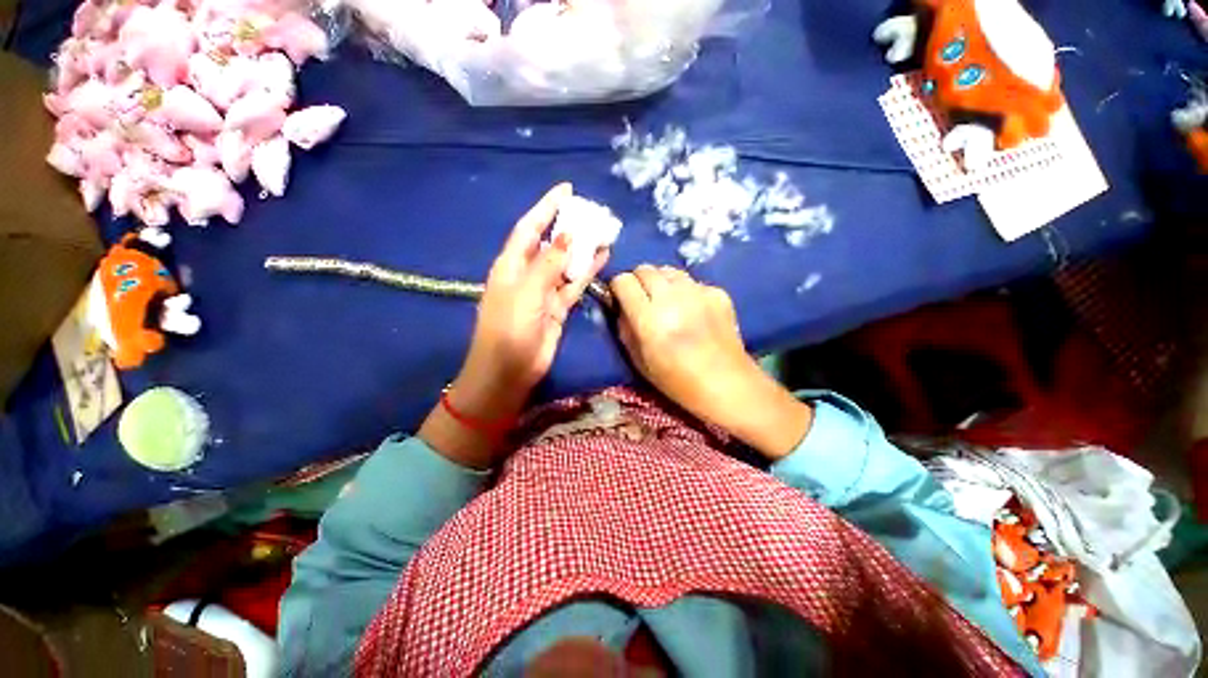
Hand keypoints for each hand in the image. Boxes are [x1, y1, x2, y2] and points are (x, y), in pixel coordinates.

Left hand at [420, 183, 608, 467]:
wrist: (509, 371)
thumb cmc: (509, 330)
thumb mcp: (525, 292)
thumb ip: (547, 264)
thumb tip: (567, 235)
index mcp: (511, 265)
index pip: (530, 228)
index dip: (546, 208)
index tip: (566, 191)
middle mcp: (527, 274)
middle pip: (550, 243)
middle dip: (569, 227)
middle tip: (593, 214)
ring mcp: (544, 291)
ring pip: (566, 263)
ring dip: (582, 249)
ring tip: (604, 233)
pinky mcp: (558, 308)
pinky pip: (574, 284)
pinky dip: (587, 272)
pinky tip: (602, 258)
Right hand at [611, 265, 811, 458]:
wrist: (727, 384)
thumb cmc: (677, 381)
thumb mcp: (639, 361)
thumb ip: (625, 328)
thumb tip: (621, 306)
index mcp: (649, 320)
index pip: (623, 281)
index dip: (618, 288)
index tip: (621, 298)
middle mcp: (673, 299)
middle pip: (645, 269)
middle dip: (638, 281)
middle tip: (642, 299)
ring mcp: (698, 293)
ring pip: (668, 271)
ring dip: (661, 282)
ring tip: (666, 301)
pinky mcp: (718, 293)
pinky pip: (692, 281)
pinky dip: (685, 291)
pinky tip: (691, 310)